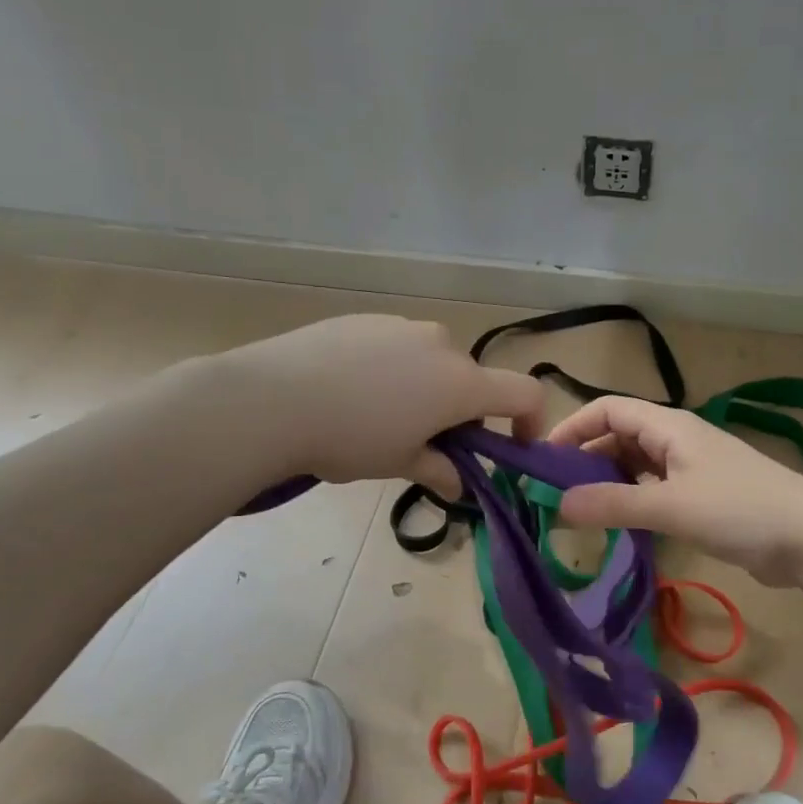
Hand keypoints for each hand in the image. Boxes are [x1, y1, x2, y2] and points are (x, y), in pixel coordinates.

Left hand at [233, 316, 543, 496]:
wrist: (271, 399)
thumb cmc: (349, 439)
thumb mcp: (399, 462)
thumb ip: (438, 470)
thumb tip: (457, 484)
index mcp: (460, 383)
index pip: (525, 393)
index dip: (531, 421)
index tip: (513, 447)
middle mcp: (441, 345)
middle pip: (472, 380)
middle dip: (462, 413)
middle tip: (427, 444)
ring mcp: (401, 326)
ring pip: (432, 362)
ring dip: (426, 390)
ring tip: (381, 418)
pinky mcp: (366, 319)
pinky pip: (396, 347)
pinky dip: (393, 370)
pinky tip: (351, 392)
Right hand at [546, 396, 802, 584]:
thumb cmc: (739, 509)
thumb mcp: (670, 506)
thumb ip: (613, 504)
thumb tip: (557, 506)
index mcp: (668, 426)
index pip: (607, 410)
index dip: (572, 427)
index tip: (543, 459)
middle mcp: (676, 440)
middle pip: (618, 437)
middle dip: (584, 460)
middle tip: (554, 495)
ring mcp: (690, 468)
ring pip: (635, 466)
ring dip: (607, 483)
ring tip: (578, 513)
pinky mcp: (702, 496)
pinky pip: (653, 489)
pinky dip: (631, 500)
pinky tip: (618, 525)